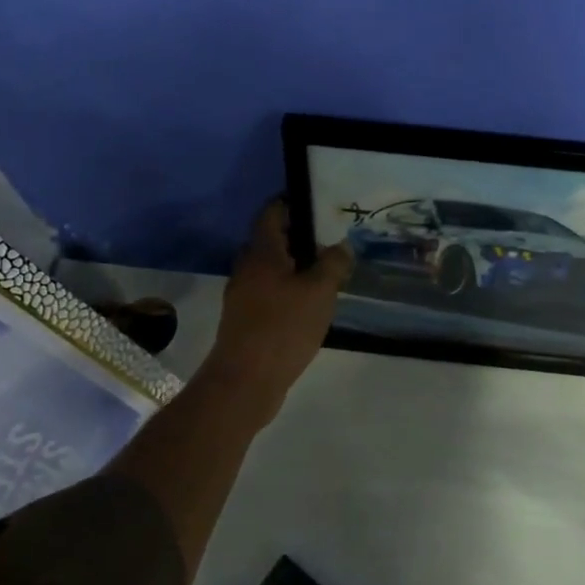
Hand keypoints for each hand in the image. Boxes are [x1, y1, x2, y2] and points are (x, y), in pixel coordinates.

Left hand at [204, 199, 352, 398]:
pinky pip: (270, 292)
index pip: (272, 213)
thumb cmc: (283, 327)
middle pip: (272, 240)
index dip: (292, 203)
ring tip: (327, 271)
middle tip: (332, 239)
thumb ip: (333, 263)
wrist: (245, 381)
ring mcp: (243, 295)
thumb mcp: (319, 292)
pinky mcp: (246, 319)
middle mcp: (247, 268)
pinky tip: (311, 303)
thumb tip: (341, 246)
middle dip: (299, 237)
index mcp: (262, 252)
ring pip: (271, 269)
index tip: (318, 203)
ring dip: (295, 266)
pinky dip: (289, 290)